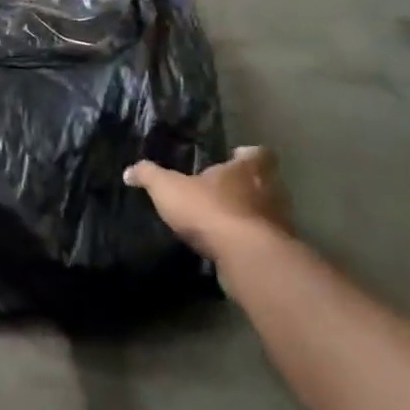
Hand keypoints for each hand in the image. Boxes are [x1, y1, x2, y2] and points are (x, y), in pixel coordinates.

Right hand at [123, 145, 291, 259]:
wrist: (247, 256)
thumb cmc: (209, 210)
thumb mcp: (168, 188)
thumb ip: (149, 176)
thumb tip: (129, 171)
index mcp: (247, 169)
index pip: (258, 153)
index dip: (247, 155)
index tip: (234, 157)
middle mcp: (271, 190)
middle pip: (266, 182)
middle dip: (247, 185)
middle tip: (224, 190)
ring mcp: (280, 221)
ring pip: (268, 211)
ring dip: (250, 214)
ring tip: (224, 220)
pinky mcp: (278, 250)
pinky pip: (265, 239)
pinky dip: (250, 240)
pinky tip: (230, 246)